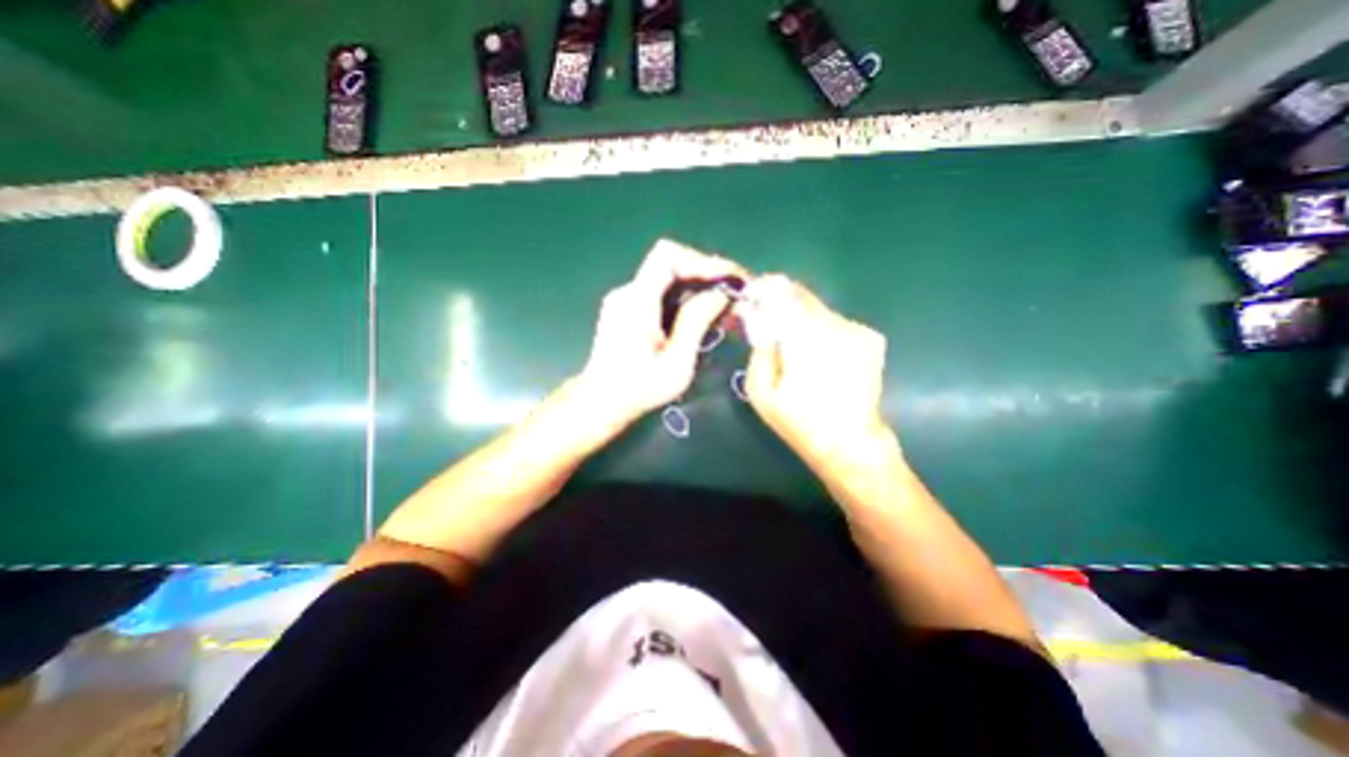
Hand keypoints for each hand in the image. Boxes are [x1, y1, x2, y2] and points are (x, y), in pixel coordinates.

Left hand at [580, 242, 747, 430]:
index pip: (668, 257)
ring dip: (698, 286)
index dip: (702, 261)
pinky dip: (684, 297)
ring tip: (725, 306)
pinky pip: (660, 292)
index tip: (730, 278)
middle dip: (706, 273)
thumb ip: (696, 323)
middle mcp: (627, 293)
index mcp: (636, 302)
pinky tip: (701, 315)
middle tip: (735, 292)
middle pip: (670, 263)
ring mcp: (625, 300)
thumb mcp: (676, 363)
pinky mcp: (626, 310)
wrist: (601, 403)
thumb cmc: (639, 390)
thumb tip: (720, 293)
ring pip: (667, 278)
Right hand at [735, 274, 894, 470]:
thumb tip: (760, 321)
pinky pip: (836, 322)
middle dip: (780, 301)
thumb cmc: (799, 422)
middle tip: (765, 316)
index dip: (764, 288)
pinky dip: (821, 328)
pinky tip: (818, 353)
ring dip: (800, 316)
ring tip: (790, 341)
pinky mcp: (871, 338)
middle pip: (802, 295)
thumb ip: (759, 350)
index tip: (751, 294)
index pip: (783, 293)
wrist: (850, 443)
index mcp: (806, 338)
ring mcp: (858, 330)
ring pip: (819, 308)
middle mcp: (836, 326)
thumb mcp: (760, 392)